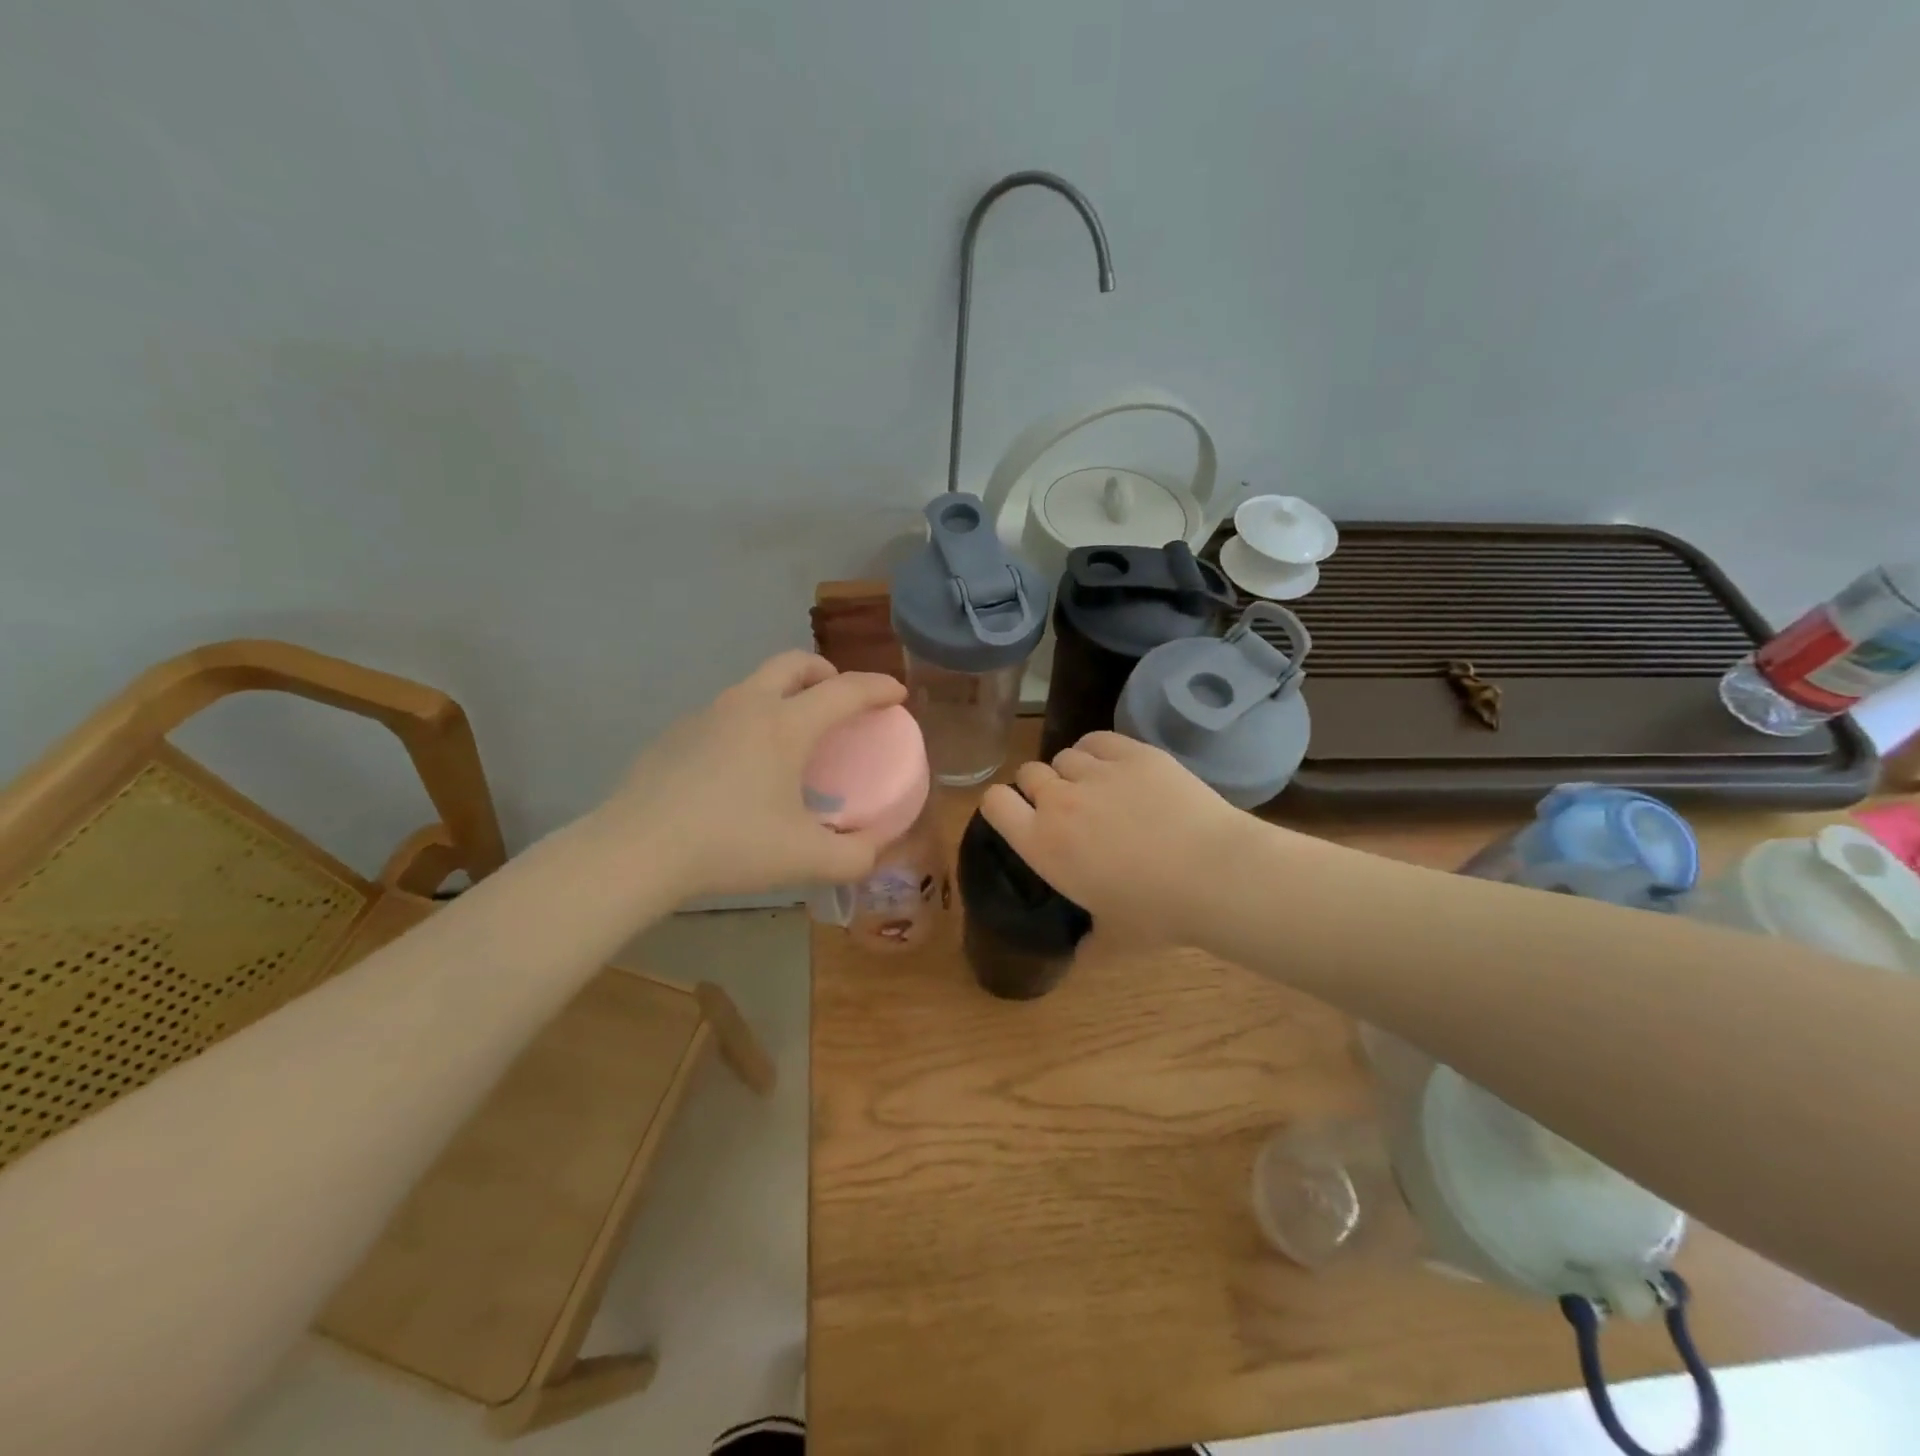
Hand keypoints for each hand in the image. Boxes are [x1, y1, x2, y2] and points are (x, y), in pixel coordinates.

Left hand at [598, 652, 907, 900]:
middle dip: (827, 672)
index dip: (878, 688)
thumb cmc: (730, 845)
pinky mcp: (676, 734)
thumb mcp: (805, 859)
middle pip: (794, 663)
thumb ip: (854, 856)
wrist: (636, 850)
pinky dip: (750, 722)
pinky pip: (726, 713)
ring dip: (785, 695)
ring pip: (756, 685)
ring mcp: (706, 715)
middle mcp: (747, 705)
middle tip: (840, 700)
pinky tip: (743, 767)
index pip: (845, 690)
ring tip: (792, 738)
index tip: (898, 694)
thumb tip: (874, 848)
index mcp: (785, 725)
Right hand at [981, 732, 1256, 942]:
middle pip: (1028, 773)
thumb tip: (1082, 951)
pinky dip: (1098, 751)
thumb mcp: (1114, 940)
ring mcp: (1097, 772)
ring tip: (1097, 789)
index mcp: (1043, 844)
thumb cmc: (1158, 914)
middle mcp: (1060, 801)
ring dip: (1072, 771)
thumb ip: (1088, 942)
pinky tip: (1116, 768)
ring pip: (1064, 755)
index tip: (1019, 815)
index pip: (994, 803)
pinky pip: (1097, 740)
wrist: (1215, 874)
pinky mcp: (1133, 753)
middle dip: (1039, 787)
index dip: (1002, 805)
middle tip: (1065, 809)